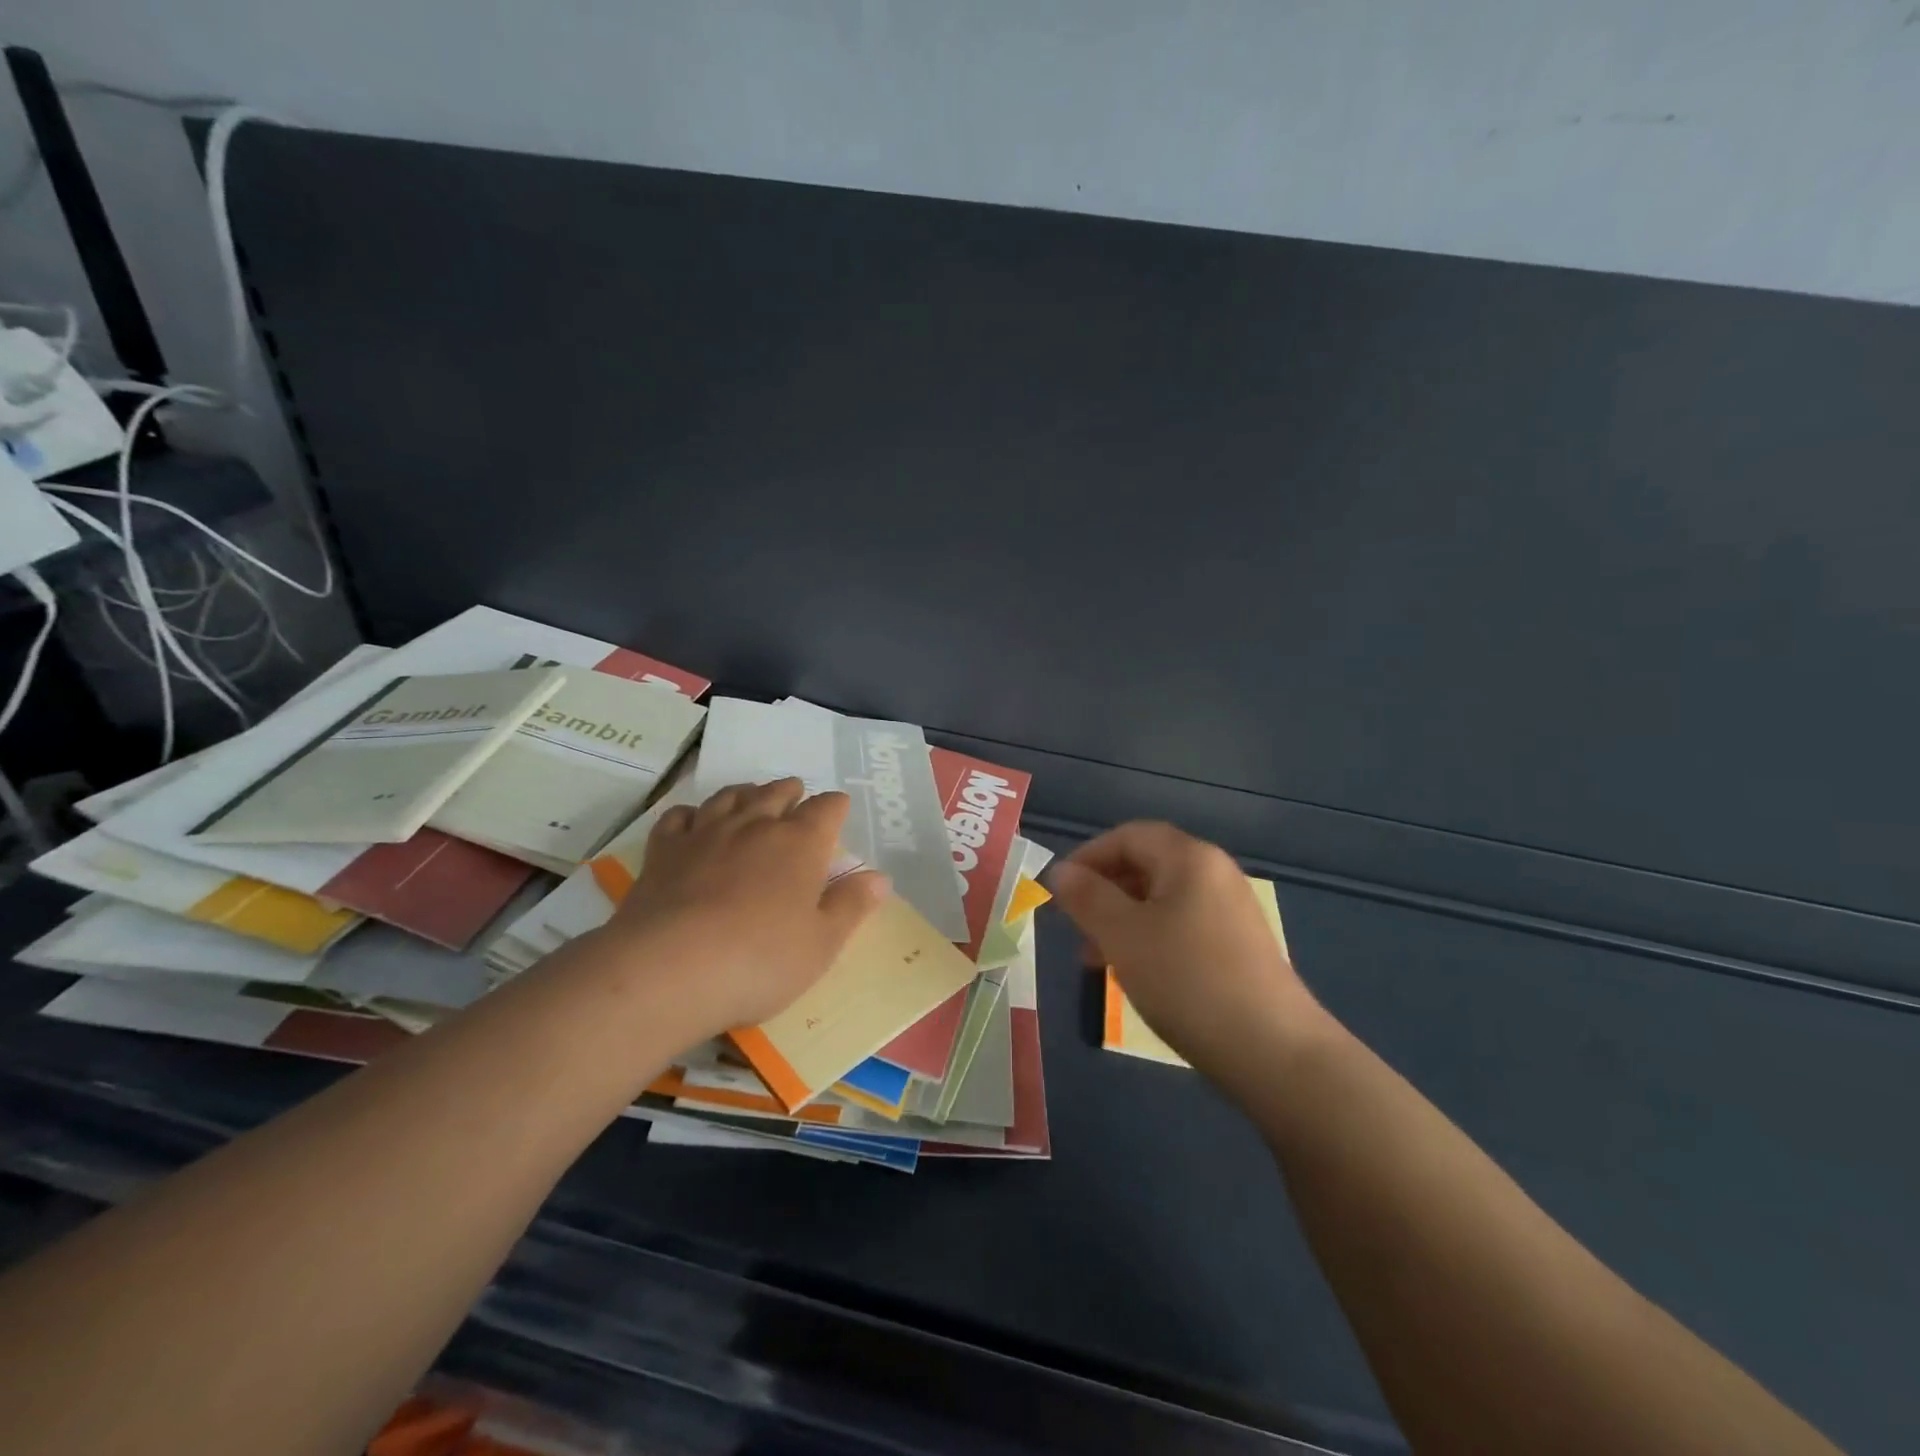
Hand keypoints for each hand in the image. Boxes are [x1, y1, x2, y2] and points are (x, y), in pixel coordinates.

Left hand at [594, 779, 887, 1039]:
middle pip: (777, 792)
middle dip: (791, 792)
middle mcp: (755, 825)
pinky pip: (679, 817)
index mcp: (800, 843)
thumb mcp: (822, 944)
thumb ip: (851, 906)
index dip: (835, 806)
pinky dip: (692, 814)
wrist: (670, 969)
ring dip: (746, 793)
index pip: (826, 808)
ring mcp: (706, 833)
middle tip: (795, 798)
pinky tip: (694, 823)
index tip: (838, 810)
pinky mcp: (664, 850)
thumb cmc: (760, 960)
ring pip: (730, 796)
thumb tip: (880, 878)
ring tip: (751, 798)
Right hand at [1050, 821, 1331, 1091]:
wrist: (1273, 1051)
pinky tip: (1138, 974)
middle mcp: (1215, 873)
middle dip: (1104, 892)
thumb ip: (1087, 897)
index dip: (1088, 856)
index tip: (1059, 891)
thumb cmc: (1186, 980)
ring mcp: (1231, 910)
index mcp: (1189, 858)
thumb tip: (1061, 871)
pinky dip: (1151, 938)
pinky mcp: (1239, 945)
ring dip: (1123, 920)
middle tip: (1075, 928)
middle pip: (1146, 865)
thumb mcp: (1123, 935)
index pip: (1128, 836)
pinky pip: (1182, 925)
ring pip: (1162, 900)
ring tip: (1098, 959)